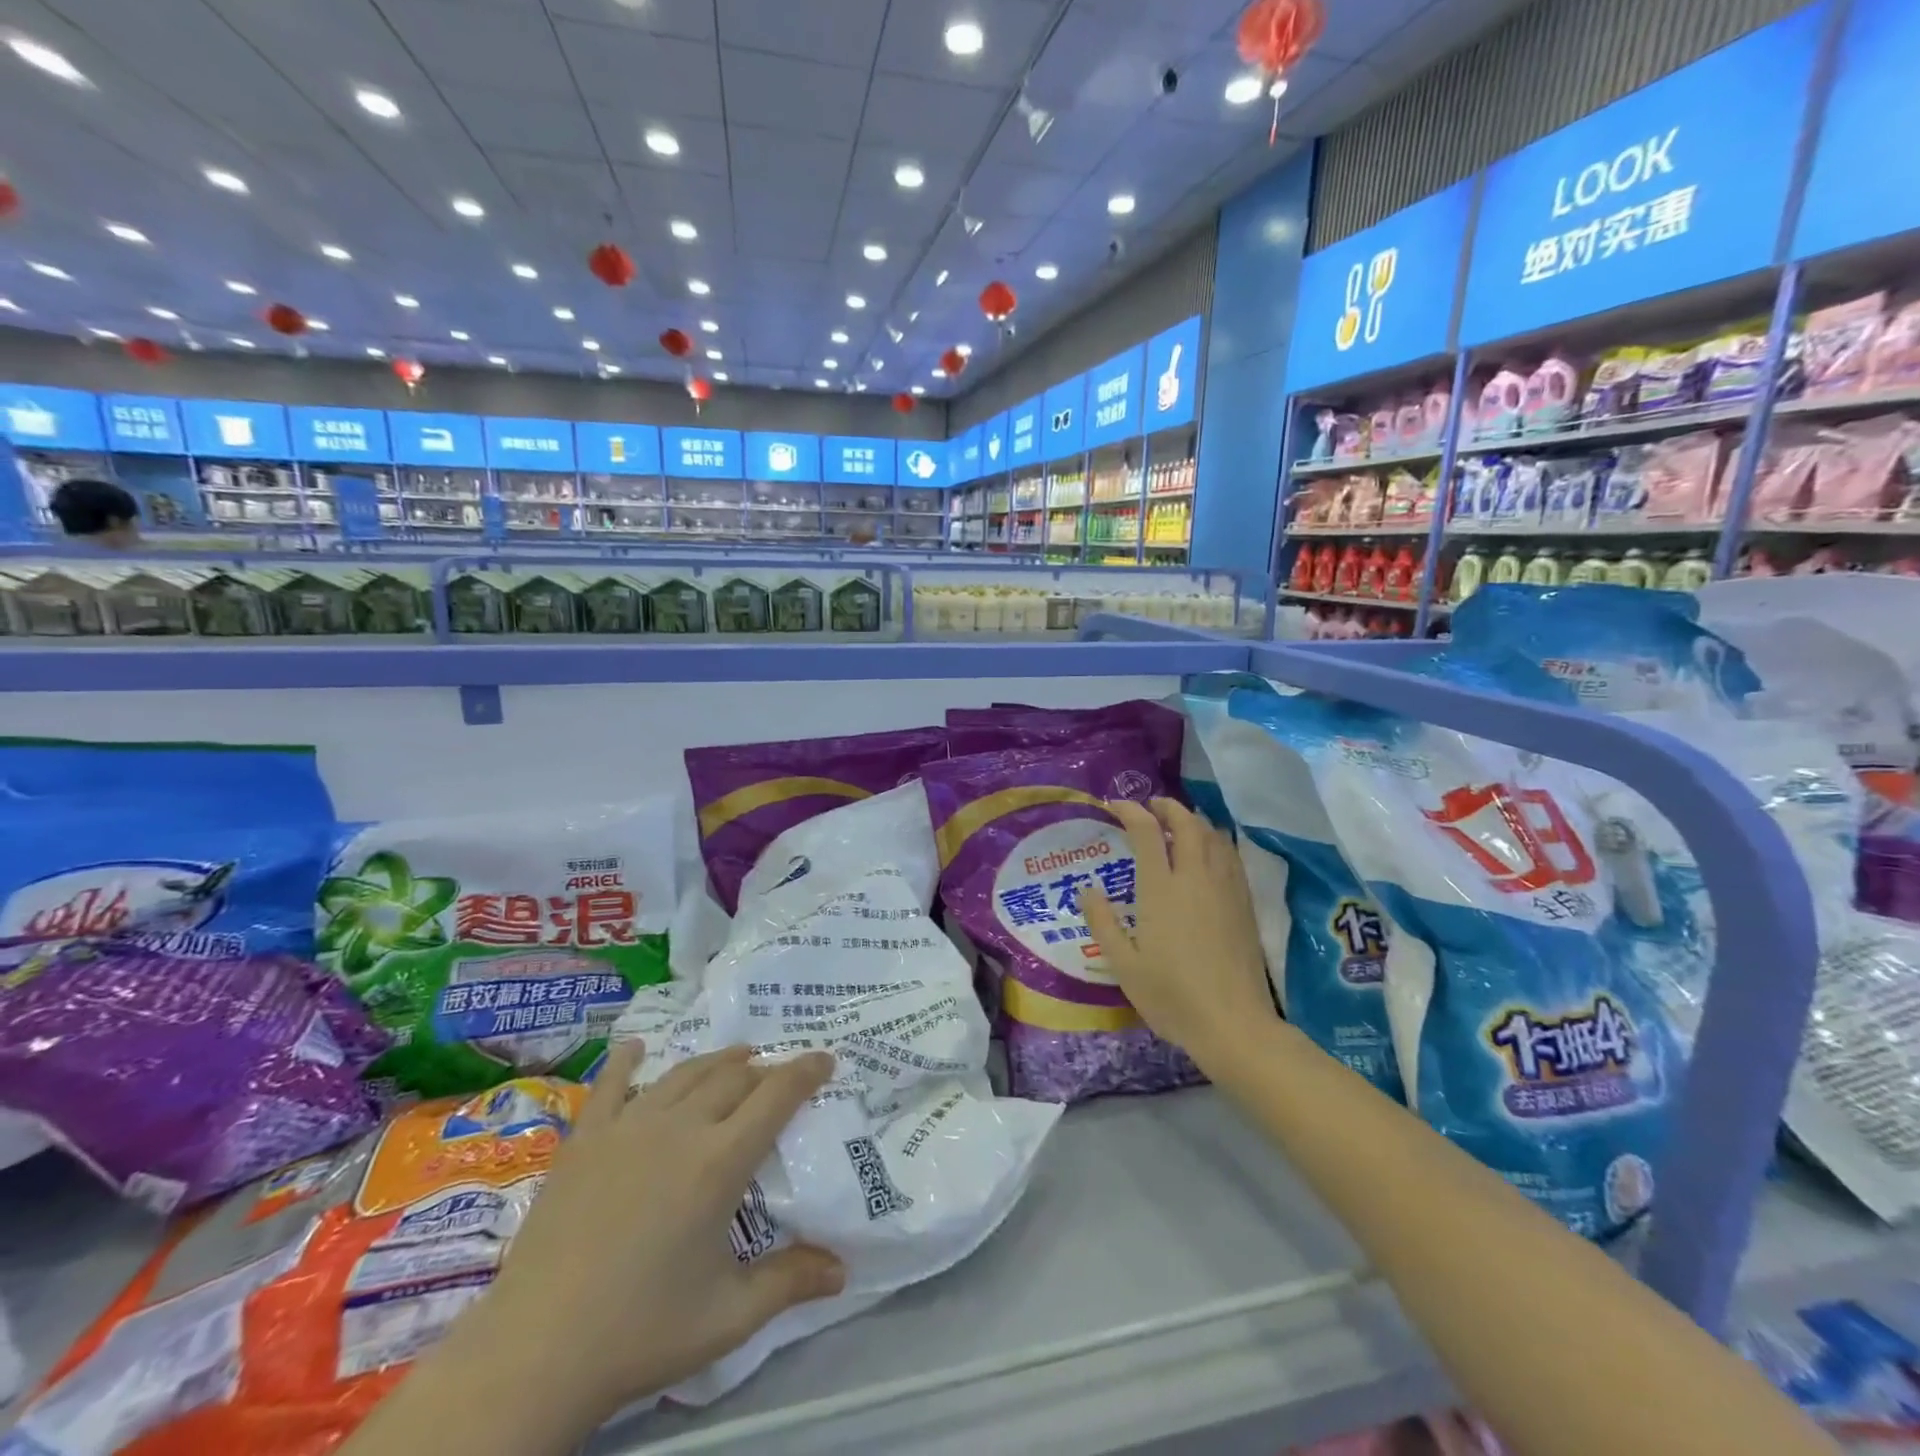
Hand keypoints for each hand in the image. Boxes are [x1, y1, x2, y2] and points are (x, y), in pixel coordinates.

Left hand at [474, 1045, 845, 1424]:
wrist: (535, 1352)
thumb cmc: (641, 1332)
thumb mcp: (728, 1316)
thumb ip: (788, 1282)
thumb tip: (842, 1272)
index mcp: (719, 1161)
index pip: (776, 1096)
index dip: (806, 1071)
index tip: (826, 1058)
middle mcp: (679, 1127)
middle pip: (733, 1076)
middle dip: (765, 1069)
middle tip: (780, 1076)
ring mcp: (628, 1126)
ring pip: (684, 1073)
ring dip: (717, 1060)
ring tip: (737, 1058)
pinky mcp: (585, 1139)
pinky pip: (611, 1085)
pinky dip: (626, 1061)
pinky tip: (635, 1047)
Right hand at [1083, 798, 1277, 1063]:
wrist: (1233, 1024)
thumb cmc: (1171, 996)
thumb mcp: (1123, 964)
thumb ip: (1102, 922)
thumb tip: (1087, 888)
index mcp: (1161, 889)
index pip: (1147, 832)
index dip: (1131, 811)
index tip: (1115, 806)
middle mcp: (1195, 878)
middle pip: (1187, 823)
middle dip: (1168, 807)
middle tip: (1151, 807)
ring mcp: (1225, 889)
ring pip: (1213, 836)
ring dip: (1194, 821)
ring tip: (1178, 825)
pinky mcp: (1244, 904)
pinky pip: (1230, 856)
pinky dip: (1215, 841)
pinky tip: (1208, 854)